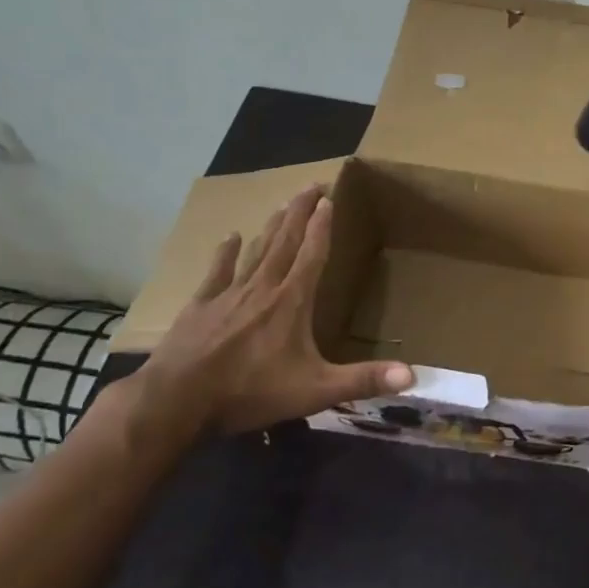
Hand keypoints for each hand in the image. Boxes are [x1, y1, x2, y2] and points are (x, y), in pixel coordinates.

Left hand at [136, 185, 411, 434]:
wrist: (176, 402)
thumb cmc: (250, 392)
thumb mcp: (316, 390)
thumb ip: (363, 380)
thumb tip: (412, 375)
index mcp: (292, 302)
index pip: (312, 254)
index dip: (322, 227)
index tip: (329, 199)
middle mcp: (263, 288)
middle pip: (285, 242)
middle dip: (300, 213)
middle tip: (310, 185)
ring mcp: (228, 295)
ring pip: (256, 251)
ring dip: (271, 226)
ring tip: (282, 204)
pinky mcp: (200, 308)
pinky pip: (217, 272)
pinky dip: (226, 253)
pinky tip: (230, 236)